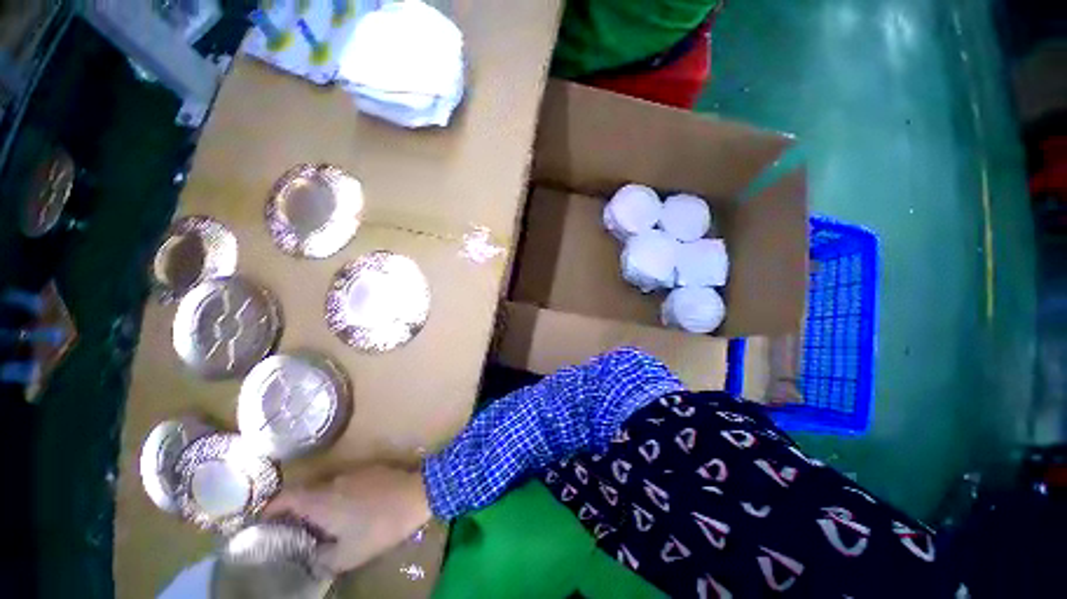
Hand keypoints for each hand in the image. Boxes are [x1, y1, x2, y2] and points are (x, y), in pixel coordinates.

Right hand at [264, 464, 431, 573]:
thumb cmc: (381, 525)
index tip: (264, 521)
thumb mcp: (348, 554)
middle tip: (294, 528)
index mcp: (321, 500)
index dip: (271, 508)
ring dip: (319, 502)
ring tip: (322, 523)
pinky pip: (346, 482)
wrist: (417, 493)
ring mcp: (354, 472)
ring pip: (327, 486)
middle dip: (295, 509)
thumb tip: (310, 556)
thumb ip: (322, 558)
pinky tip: (349, 510)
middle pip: (305, 491)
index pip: (286, 497)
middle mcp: (334, 481)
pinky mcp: (371, 469)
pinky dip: (339, 495)